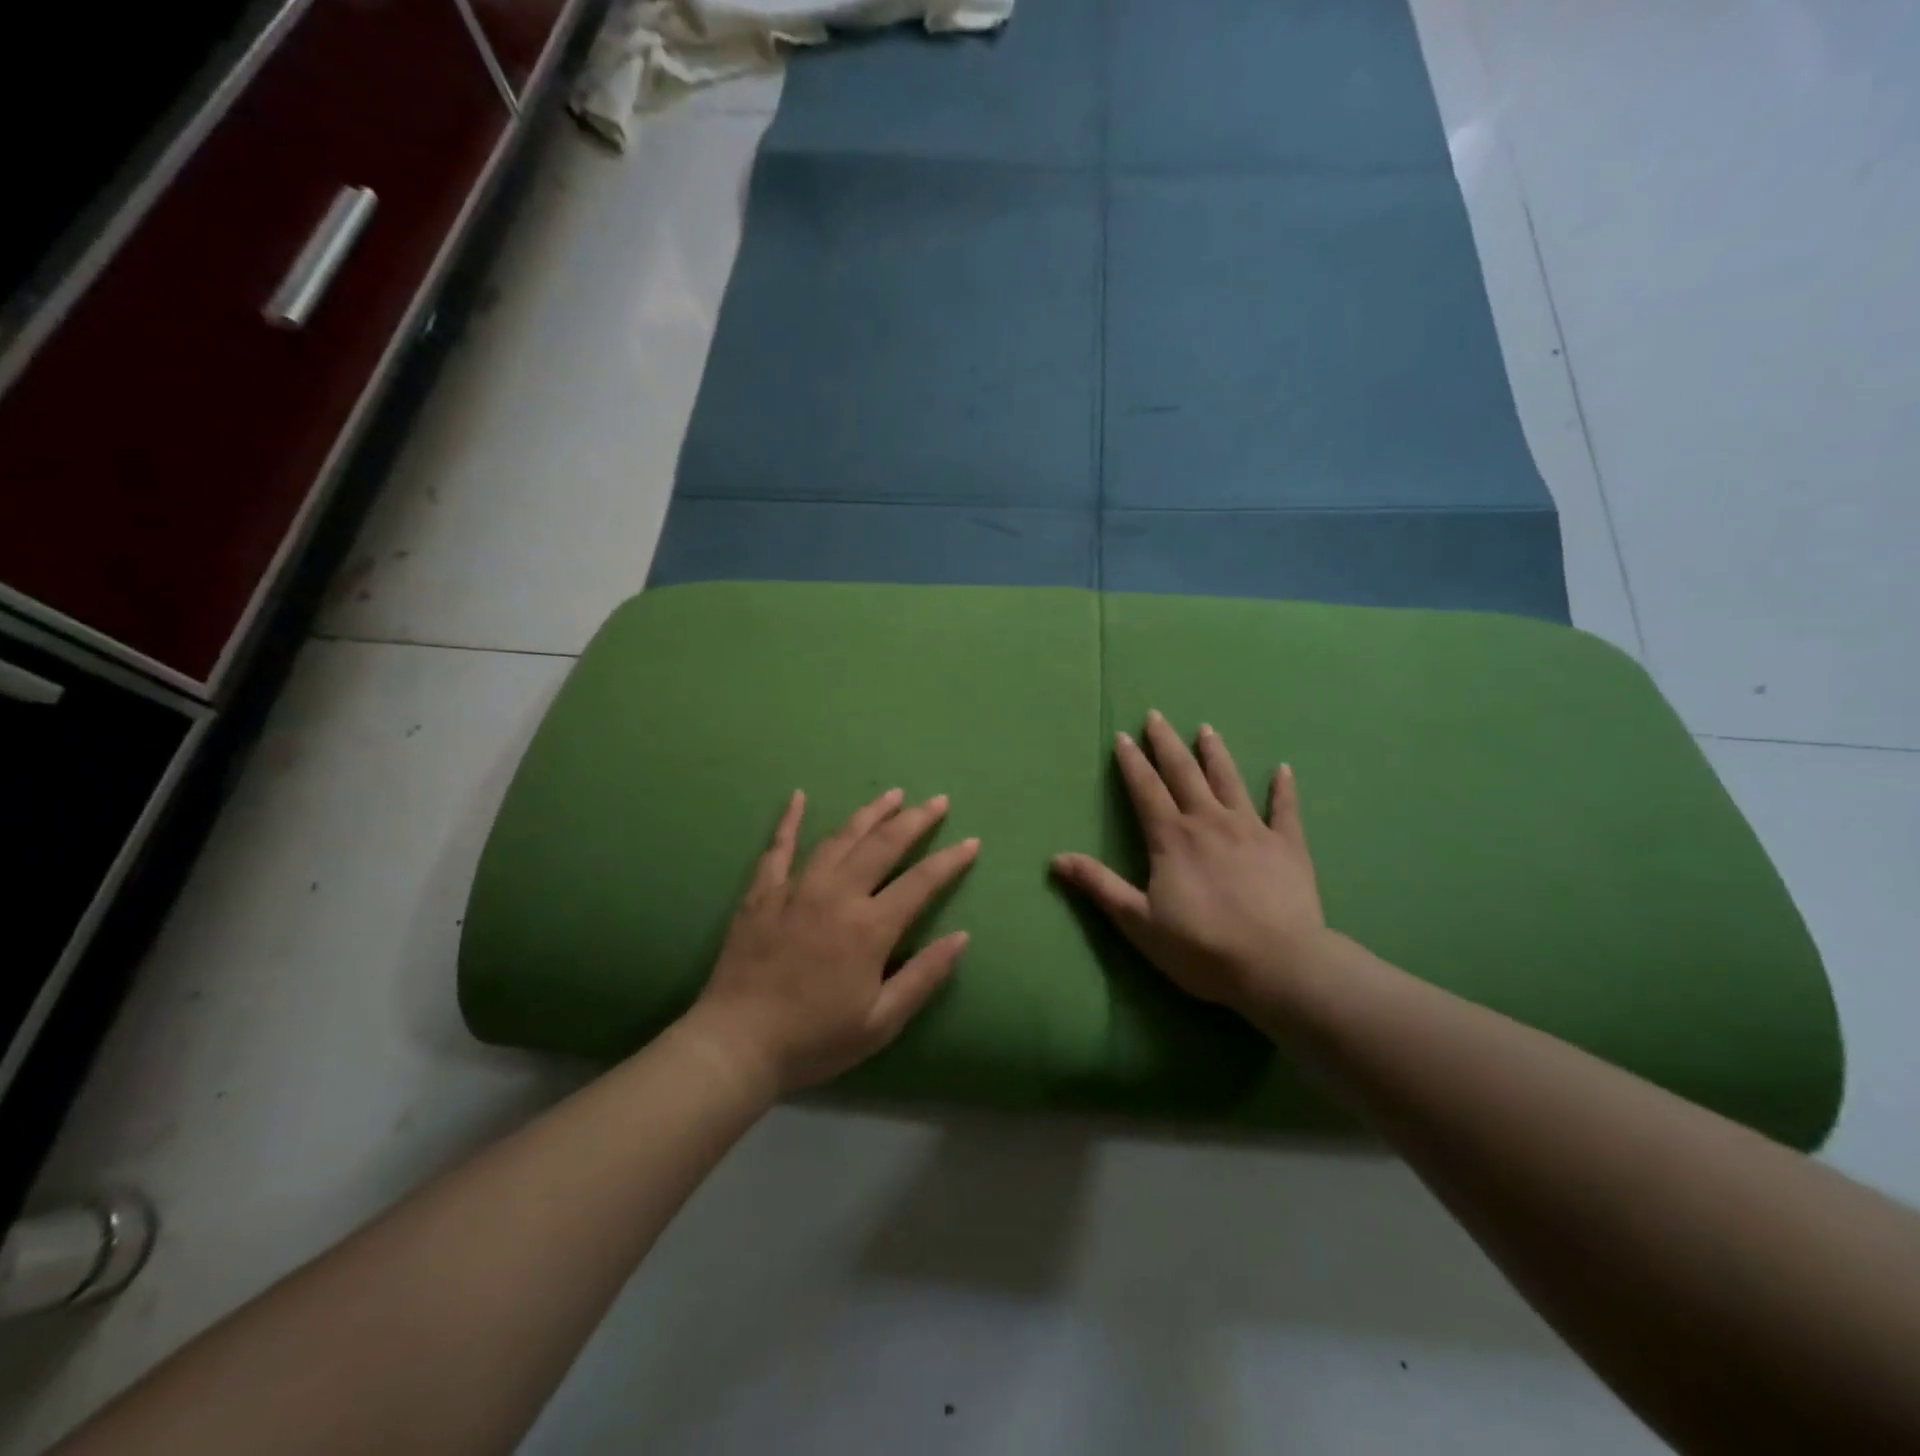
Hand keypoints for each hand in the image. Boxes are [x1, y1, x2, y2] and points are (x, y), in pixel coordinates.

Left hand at [683, 788, 978, 1095]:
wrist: (736, 1045)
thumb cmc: (814, 1039)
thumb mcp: (881, 1022)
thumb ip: (923, 976)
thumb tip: (961, 937)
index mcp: (869, 927)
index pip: (921, 882)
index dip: (950, 861)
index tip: (971, 842)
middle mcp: (836, 894)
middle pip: (883, 845)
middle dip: (915, 820)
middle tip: (937, 800)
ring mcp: (796, 888)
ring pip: (839, 838)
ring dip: (869, 813)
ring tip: (892, 794)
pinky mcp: (762, 893)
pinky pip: (778, 848)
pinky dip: (789, 820)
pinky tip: (798, 796)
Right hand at [1052, 711, 1327, 1017]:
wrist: (1277, 966)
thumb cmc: (1201, 947)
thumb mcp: (1138, 921)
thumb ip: (1099, 885)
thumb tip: (1056, 859)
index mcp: (1171, 837)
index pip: (1146, 789)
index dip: (1132, 762)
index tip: (1122, 736)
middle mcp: (1209, 821)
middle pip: (1184, 773)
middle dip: (1167, 743)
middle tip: (1156, 716)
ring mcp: (1252, 830)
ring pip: (1229, 781)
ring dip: (1215, 753)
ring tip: (1206, 729)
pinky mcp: (1288, 846)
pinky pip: (1285, 810)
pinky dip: (1283, 789)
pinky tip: (1283, 770)